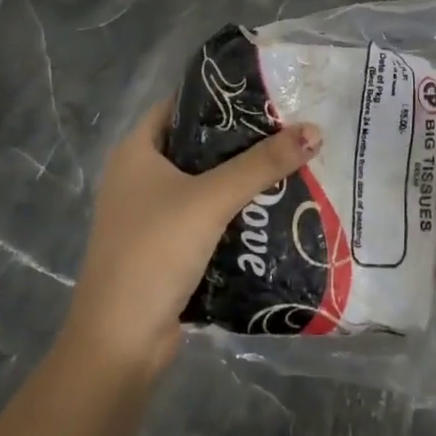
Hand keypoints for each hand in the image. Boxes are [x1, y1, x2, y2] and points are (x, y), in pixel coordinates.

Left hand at [63, 101, 321, 376]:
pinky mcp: (164, 248)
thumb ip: (262, 164)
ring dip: (240, 179)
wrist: (120, 342)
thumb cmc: (155, 252)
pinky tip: (271, 209)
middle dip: (240, 140)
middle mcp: (138, 177)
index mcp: (135, 152)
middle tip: (288, 128)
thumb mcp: (211, 200)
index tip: (265, 93)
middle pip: (196, 145)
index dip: (218, 96)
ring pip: (203, 184)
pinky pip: (204, 218)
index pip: (179, 105)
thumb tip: (315, 130)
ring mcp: (149, 216)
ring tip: (289, 163)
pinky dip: (233, 212)